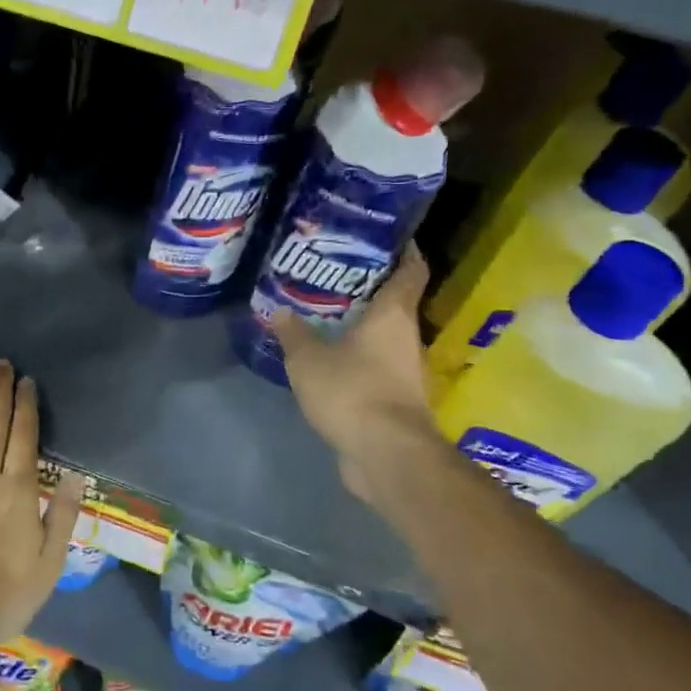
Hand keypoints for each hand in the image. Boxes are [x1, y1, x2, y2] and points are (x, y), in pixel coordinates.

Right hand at [274, 245, 442, 497]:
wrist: (386, 454)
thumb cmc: (352, 391)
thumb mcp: (309, 359)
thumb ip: (293, 333)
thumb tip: (279, 310)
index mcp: (394, 315)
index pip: (411, 269)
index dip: (403, 249)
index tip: (384, 236)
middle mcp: (407, 337)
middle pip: (395, 302)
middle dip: (368, 287)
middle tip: (333, 273)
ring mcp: (405, 370)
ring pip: (384, 336)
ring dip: (361, 325)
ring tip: (324, 312)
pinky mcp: (396, 398)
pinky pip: (375, 365)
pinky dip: (357, 357)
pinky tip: (328, 357)